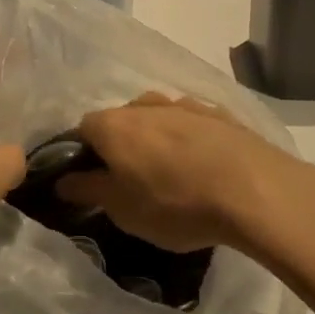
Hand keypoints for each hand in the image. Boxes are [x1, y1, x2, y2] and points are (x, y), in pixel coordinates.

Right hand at [57, 93, 314, 253]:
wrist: (252, 188)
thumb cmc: (175, 202)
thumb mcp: (123, 209)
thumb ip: (88, 190)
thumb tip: (62, 180)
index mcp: (114, 124)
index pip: (83, 129)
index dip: (83, 153)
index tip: (91, 179)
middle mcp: (144, 104)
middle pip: (121, 120)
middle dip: (121, 145)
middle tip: (131, 180)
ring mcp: (183, 104)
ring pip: (157, 118)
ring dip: (156, 139)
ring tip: (170, 173)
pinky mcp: (217, 113)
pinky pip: (191, 124)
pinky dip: (188, 139)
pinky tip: (202, 165)